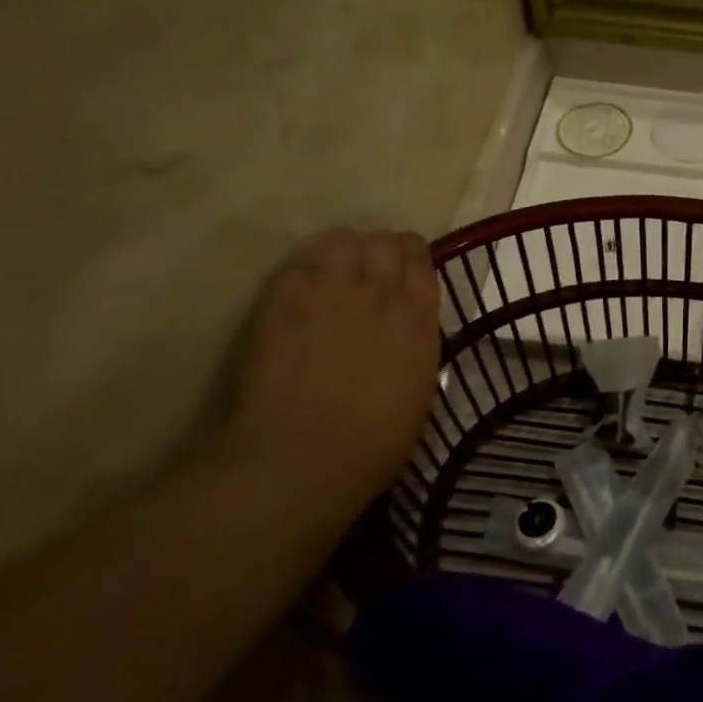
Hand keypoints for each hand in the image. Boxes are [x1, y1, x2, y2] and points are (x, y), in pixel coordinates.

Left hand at [221, 229, 441, 508]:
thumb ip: (415, 342)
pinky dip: (306, 271)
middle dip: (380, 251)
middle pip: (383, 242)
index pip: (420, 259)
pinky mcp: (282, 302)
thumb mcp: (420, 386)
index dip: (413, 260)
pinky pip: (299, 264)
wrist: (300, 460)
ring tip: (336, 275)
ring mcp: (328, 293)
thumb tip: (408, 326)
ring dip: (344, 253)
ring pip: (342, 241)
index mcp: (417, 318)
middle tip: (371, 273)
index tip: (406, 273)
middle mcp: (378, 293)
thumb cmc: (373, 442)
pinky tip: (303, 294)